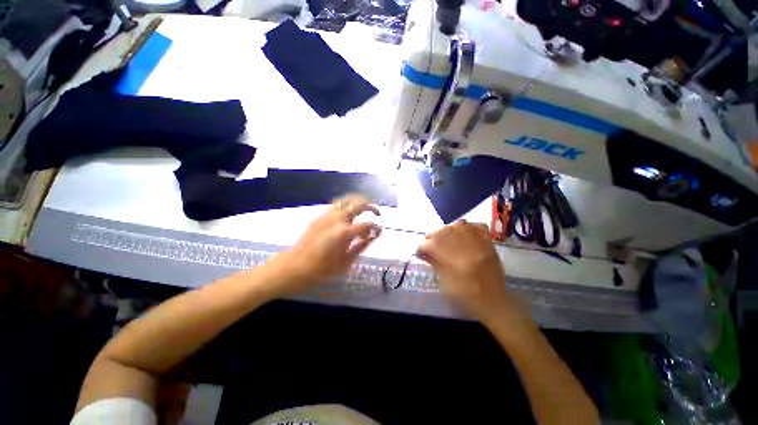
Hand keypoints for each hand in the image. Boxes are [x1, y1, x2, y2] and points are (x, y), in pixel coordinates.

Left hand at [273, 195, 381, 291]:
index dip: (376, 227)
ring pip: (347, 200)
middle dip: (371, 206)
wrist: (295, 266)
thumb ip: (362, 245)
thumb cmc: (322, 269)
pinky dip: (347, 206)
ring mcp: (327, 215)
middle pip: (358, 204)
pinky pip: (337, 205)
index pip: (367, 224)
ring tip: (364, 210)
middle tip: (376, 214)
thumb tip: (374, 235)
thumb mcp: (346, 260)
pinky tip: (349, 217)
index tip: (380, 231)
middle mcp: (337, 219)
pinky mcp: (320, 216)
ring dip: (358, 202)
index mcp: (344, 232)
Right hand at [417, 221, 530, 325]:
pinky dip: (467, 227)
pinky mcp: (489, 243)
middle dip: (432, 236)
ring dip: (447, 230)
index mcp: (455, 260)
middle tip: (430, 244)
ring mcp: (480, 243)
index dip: (422, 248)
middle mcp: (467, 247)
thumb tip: (422, 252)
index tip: (420, 252)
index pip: (431, 244)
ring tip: (444, 238)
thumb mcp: (446, 284)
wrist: (495, 303)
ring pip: (458, 225)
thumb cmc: (467, 297)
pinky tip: (462, 234)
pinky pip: (476, 226)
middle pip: (442, 230)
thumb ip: (435, 264)